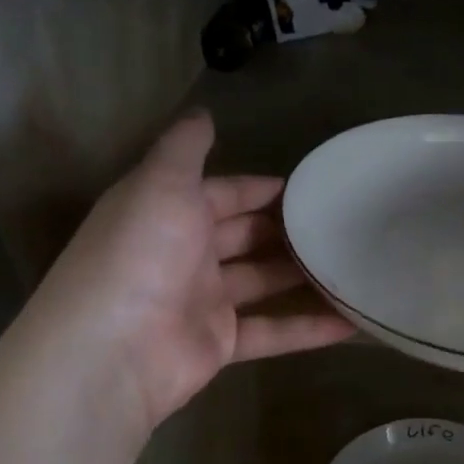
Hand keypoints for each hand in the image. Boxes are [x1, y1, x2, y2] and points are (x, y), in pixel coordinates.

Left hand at [20, 110, 354, 431]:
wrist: (110, 351)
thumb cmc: (140, 254)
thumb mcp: (161, 184)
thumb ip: (185, 148)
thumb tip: (203, 112)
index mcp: (168, 213)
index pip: (222, 193)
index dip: (260, 188)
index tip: (310, 185)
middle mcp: (185, 254)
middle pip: (244, 236)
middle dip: (286, 229)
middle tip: (339, 222)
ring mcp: (203, 301)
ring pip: (262, 281)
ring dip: (302, 274)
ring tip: (352, 262)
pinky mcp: (220, 344)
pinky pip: (272, 331)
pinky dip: (309, 328)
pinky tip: (353, 322)